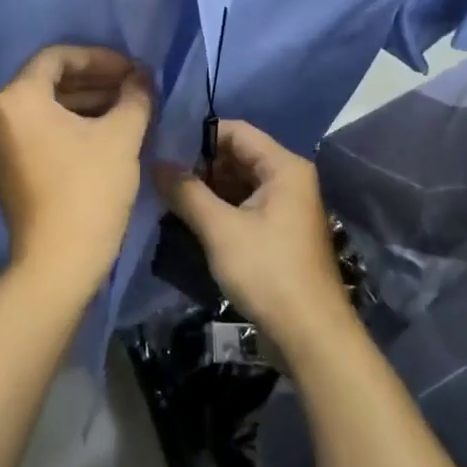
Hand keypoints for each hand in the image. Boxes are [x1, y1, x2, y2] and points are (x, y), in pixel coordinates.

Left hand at [0, 45, 152, 293]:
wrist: (58, 263)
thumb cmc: (89, 189)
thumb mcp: (121, 136)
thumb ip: (135, 96)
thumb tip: (141, 77)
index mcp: (17, 98)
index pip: (58, 58)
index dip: (99, 57)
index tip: (132, 70)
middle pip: (49, 81)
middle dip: (95, 80)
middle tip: (133, 87)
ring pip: (45, 108)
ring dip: (85, 103)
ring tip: (126, 109)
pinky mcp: (6, 168)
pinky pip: (38, 131)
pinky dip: (69, 125)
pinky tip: (104, 133)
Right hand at [154, 121, 352, 355]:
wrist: (310, 335)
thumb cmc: (268, 272)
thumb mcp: (220, 229)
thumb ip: (187, 192)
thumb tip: (156, 163)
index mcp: (284, 167)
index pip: (237, 131)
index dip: (199, 135)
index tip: (163, 145)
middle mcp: (289, 179)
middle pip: (238, 155)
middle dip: (200, 163)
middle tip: (159, 172)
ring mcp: (285, 207)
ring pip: (239, 183)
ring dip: (207, 188)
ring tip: (166, 193)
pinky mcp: (278, 232)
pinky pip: (244, 206)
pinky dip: (219, 208)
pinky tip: (188, 217)